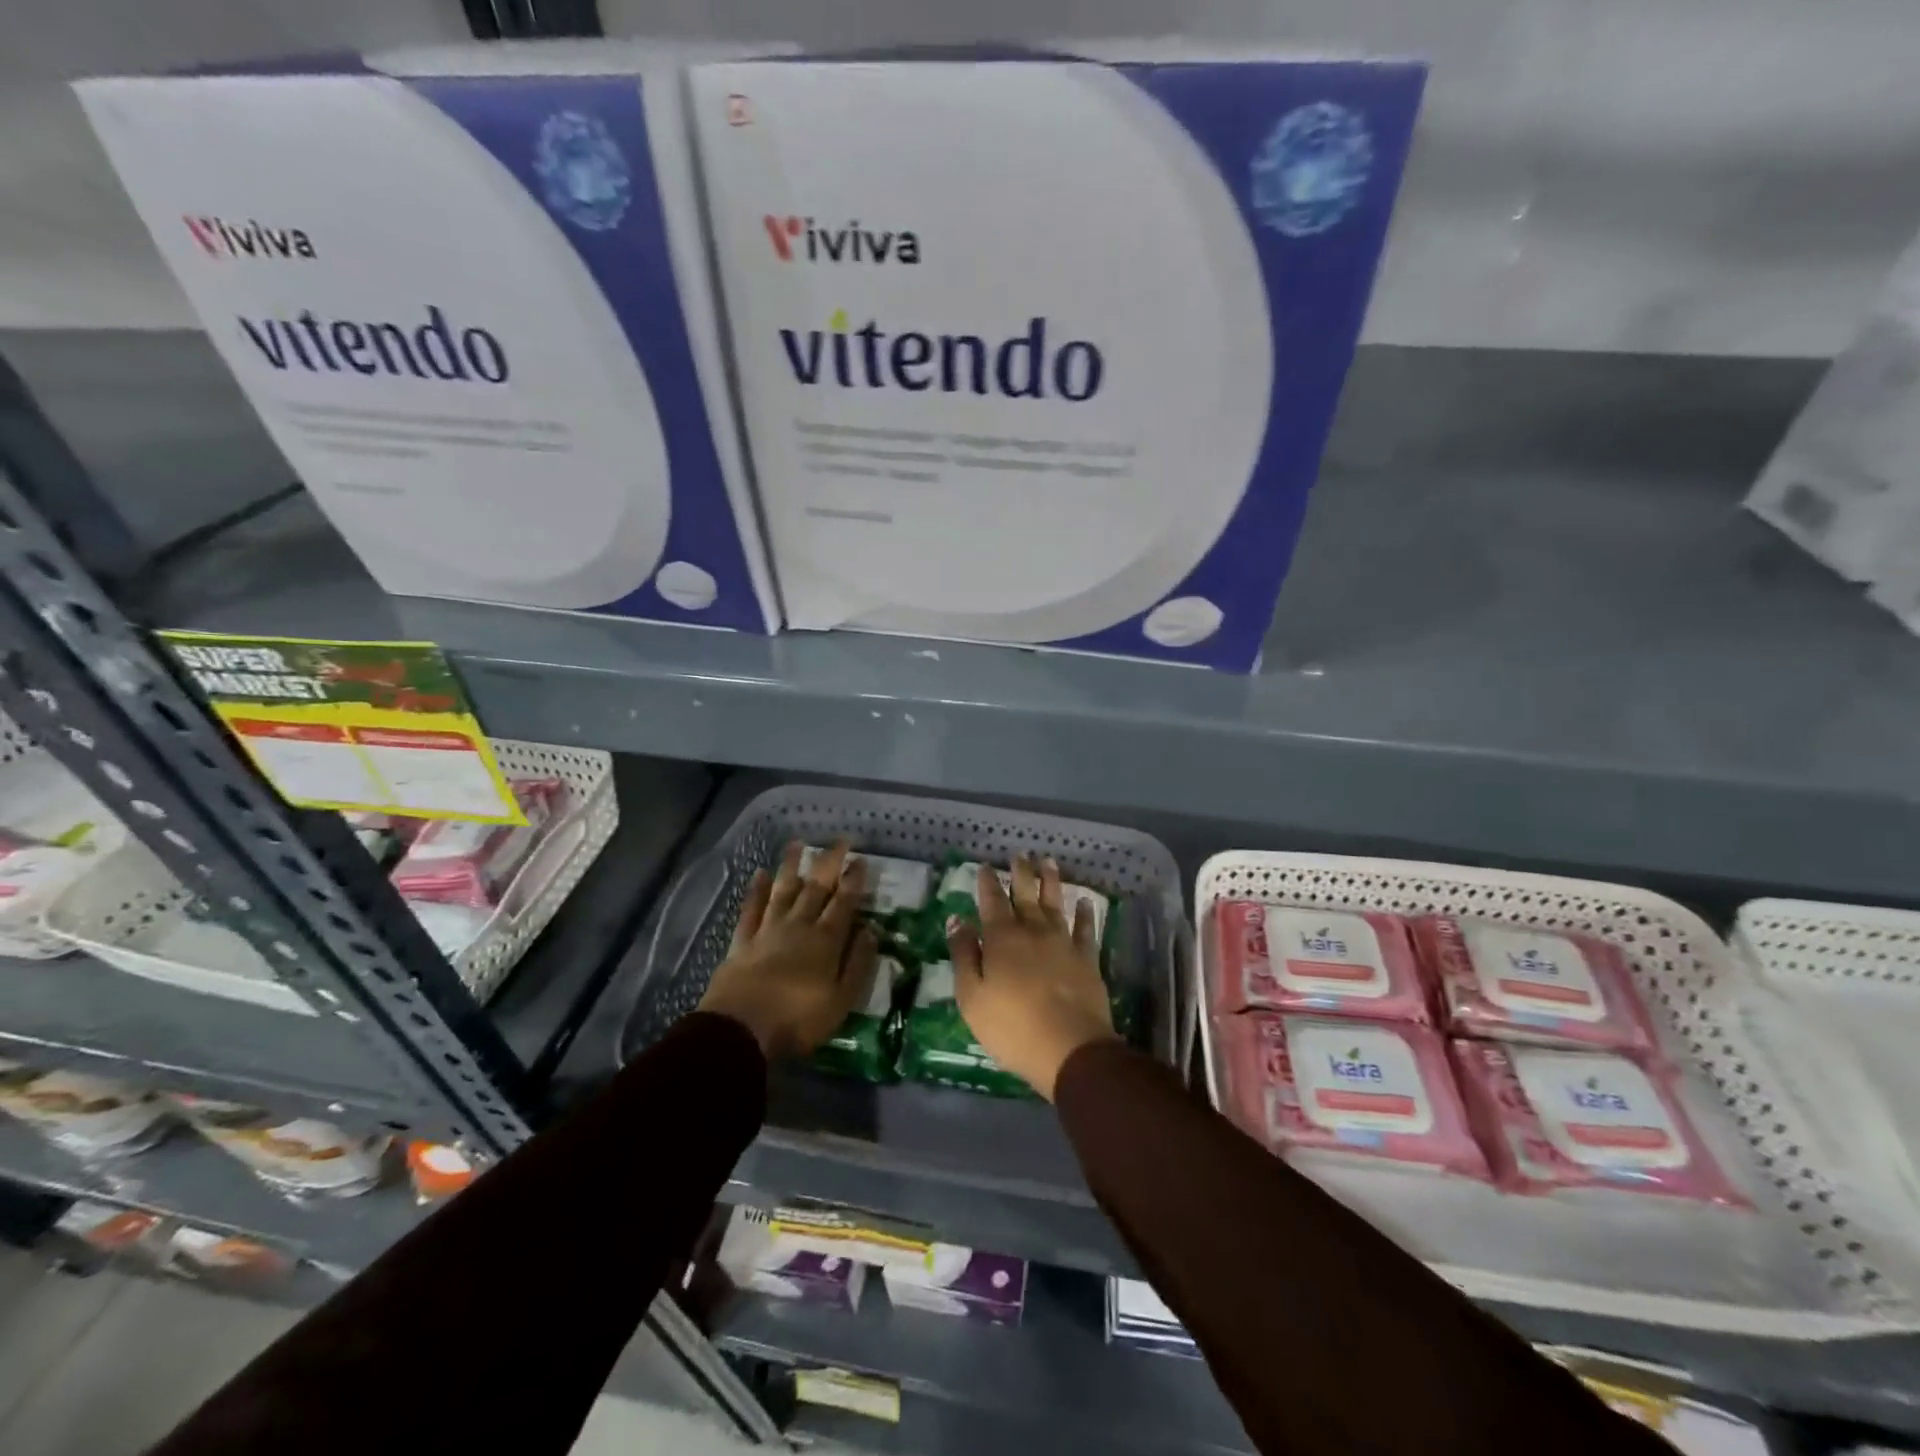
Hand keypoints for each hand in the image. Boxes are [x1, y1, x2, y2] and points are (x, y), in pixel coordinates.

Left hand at [699, 840, 877, 1060]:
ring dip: (791, 866)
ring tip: (797, 843)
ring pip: (783, 890)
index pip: (844, 902)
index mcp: (826, 940)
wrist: (741, 1029)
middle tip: (840, 840)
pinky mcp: (743, 941)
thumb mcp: (841, 1000)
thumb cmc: (798, 1019)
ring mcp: (768, 930)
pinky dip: (756, 890)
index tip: (861, 860)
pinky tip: (760, 873)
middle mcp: (799, 926)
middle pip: (816, 888)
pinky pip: (751, 908)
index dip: (854, 880)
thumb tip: (871, 931)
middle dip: (829, 862)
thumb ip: (858, 963)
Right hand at [948, 855, 1115, 1100]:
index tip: (985, 865)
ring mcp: (1063, 943)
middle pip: (1026, 894)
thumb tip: (957, 920)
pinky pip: (1087, 929)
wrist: (1069, 1047)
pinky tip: (1085, 901)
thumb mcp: (971, 996)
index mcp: (1001, 938)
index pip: (992, 901)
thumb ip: (964, 955)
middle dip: (1021, 872)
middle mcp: (1033, 931)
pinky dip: (1086, 913)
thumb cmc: (1011, 1026)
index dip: (987, 882)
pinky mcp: (1087, 959)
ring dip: (1051, 881)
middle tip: (1021, 853)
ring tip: (1049, 862)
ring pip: (1056, 903)